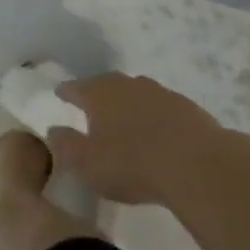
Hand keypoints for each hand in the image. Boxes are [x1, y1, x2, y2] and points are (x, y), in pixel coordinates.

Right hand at [47, 73, 225, 204]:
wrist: (197, 165)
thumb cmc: (132, 163)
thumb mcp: (87, 163)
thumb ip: (65, 146)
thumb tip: (52, 130)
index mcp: (97, 93)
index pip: (74, 87)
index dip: (65, 92)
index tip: (60, 94)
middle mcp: (126, 84)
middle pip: (106, 85)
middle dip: (98, 94)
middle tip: (93, 108)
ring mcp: (159, 93)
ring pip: (137, 94)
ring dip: (130, 104)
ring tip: (128, 121)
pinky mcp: (187, 108)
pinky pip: (163, 109)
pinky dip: (156, 117)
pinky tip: (160, 134)